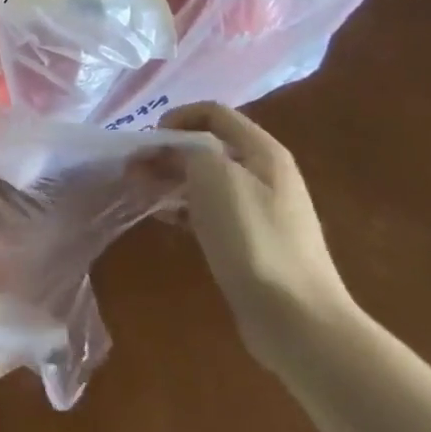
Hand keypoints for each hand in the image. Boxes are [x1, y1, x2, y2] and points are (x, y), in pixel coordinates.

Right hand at [163, 102, 352, 366]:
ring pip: (206, 180)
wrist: (297, 319)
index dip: (176, 117)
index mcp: (262, 151)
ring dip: (171, 180)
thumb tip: (174, 150)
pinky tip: (165, 220)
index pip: (213, 113)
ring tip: (141, 193)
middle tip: (133, 169)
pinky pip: (210, 211)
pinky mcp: (252, 242)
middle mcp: (265, 174)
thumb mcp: (214, 177)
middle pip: (208, 147)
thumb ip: (188, 150)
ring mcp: (261, 210)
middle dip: (167, 151)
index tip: (147, 140)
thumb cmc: (253, 238)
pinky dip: (184, 209)